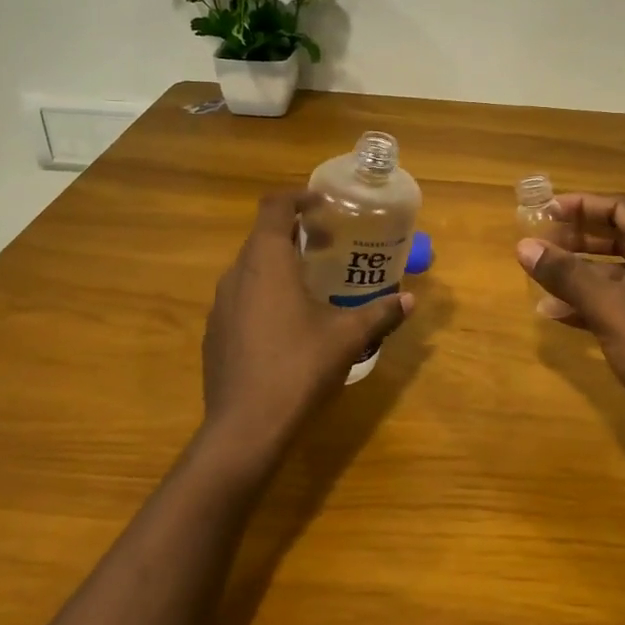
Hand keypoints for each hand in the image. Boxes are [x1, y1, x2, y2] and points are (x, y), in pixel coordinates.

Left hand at [201, 192, 412, 474]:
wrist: (245, 427)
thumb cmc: (299, 367)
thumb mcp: (348, 336)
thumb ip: (380, 312)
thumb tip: (410, 299)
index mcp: (266, 261)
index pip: (275, 207)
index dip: (298, 197)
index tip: (323, 204)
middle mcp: (237, 274)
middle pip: (262, 237)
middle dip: (295, 233)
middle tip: (328, 244)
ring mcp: (220, 305)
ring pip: (250, 269)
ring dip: (278, 265)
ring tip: (311, 282)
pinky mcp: (214, 333)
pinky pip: (241, 298)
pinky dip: (264, 294)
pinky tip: (287, 324)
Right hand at [517, 193, 624, 439]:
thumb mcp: (607, 307)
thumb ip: (565, 274)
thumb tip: (524, 246)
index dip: (583, 206)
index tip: (547, 212)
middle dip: (581, 241)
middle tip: (544, 245)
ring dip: (586, 276)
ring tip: (545, 282)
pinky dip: (601, 304)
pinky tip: (564, 316)